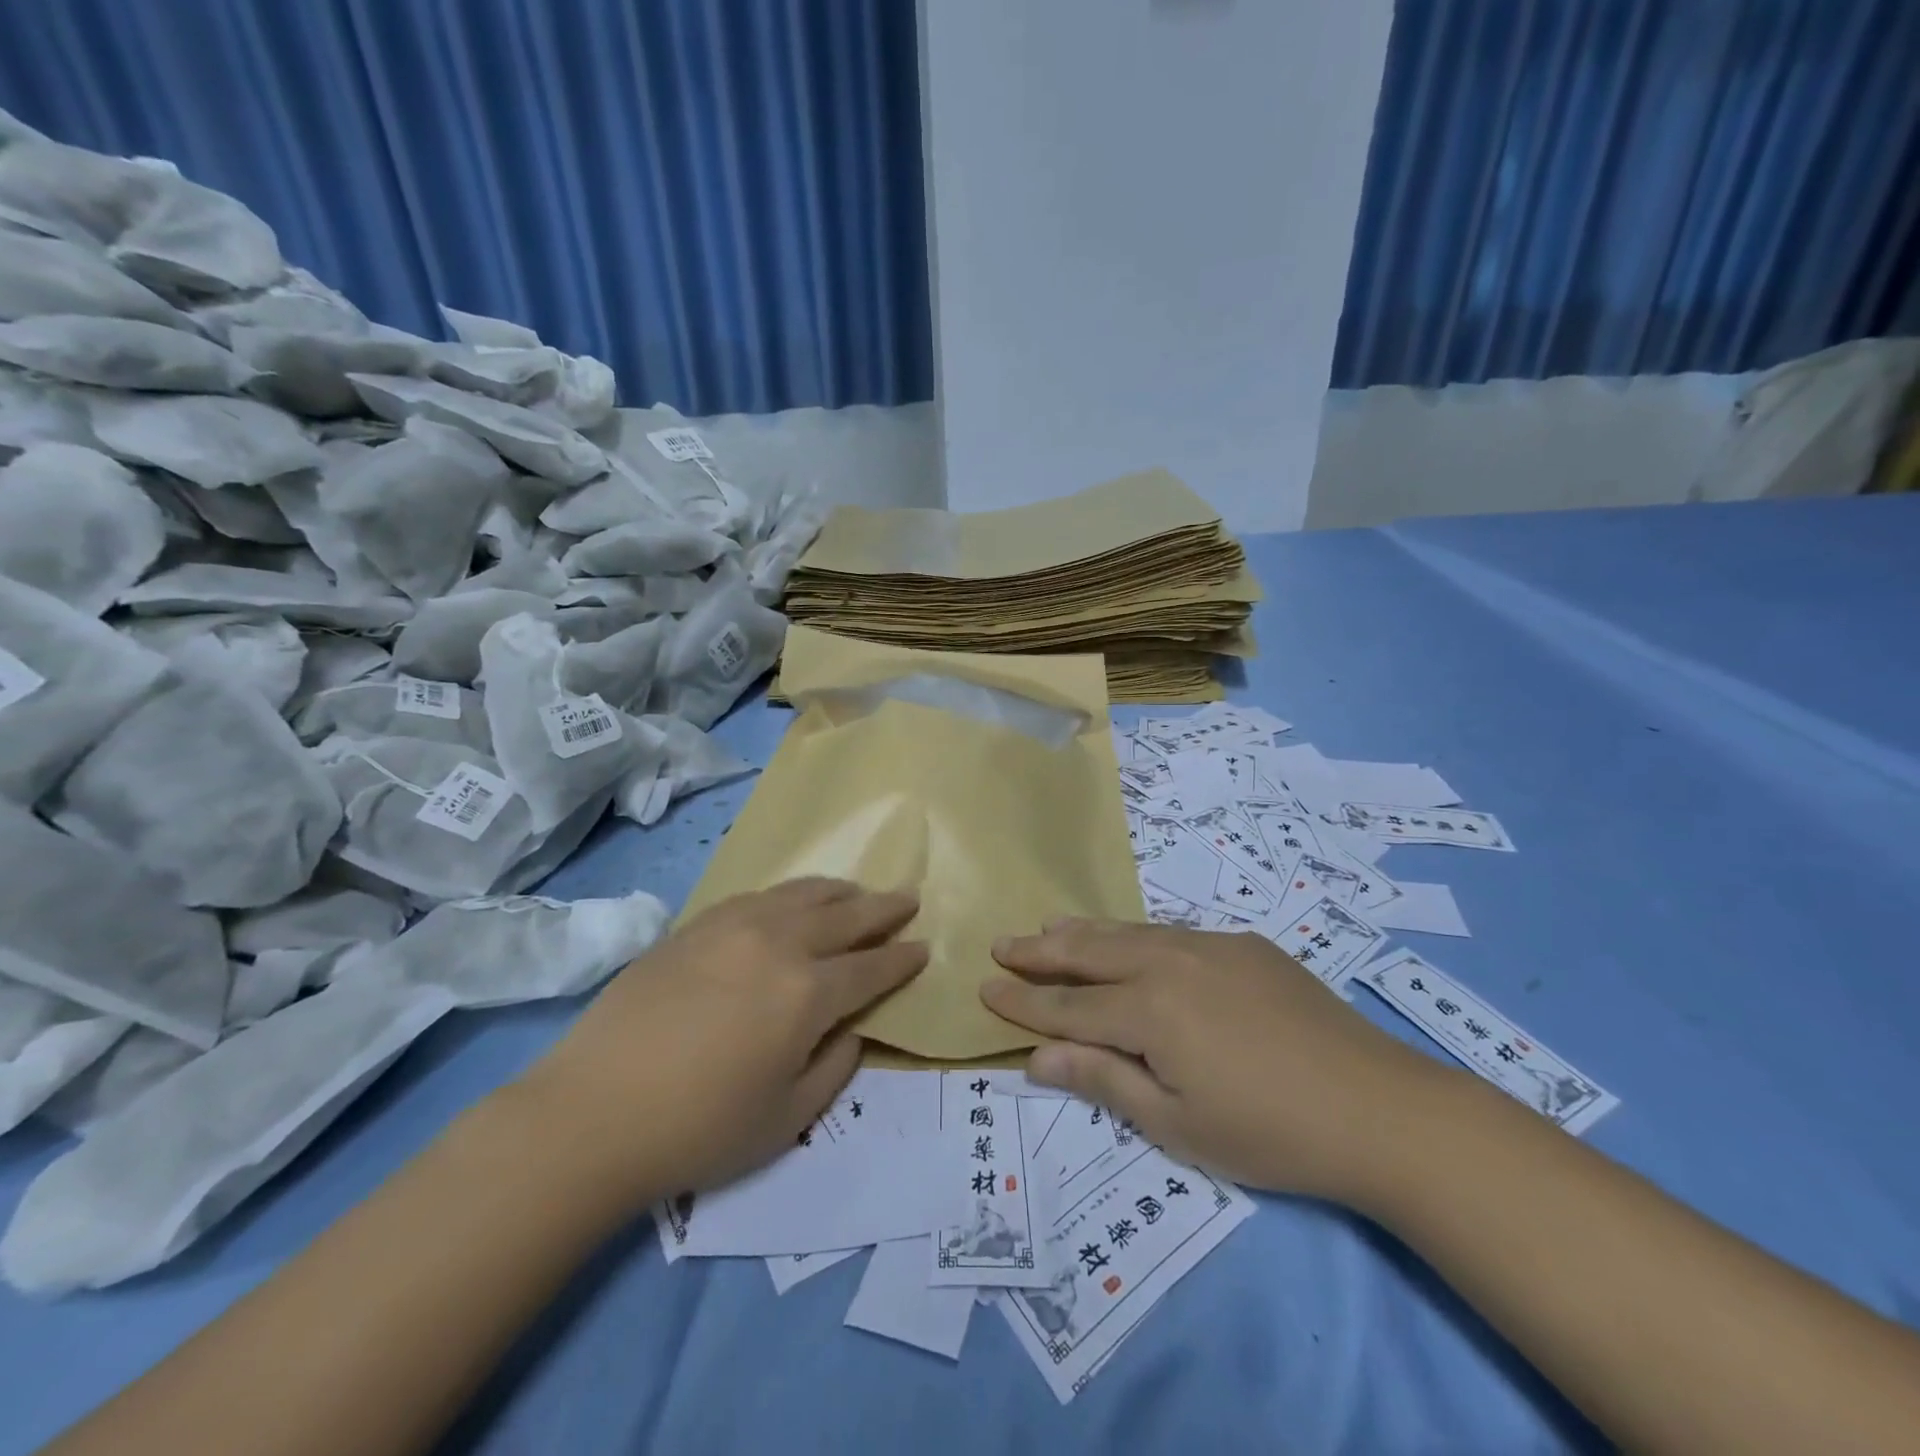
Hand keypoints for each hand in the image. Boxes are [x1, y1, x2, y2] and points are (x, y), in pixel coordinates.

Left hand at [509, 878, 925, 1208]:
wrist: (592, 1113)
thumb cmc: (699, 1128)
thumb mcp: (787, 1119)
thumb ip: (834, 1067)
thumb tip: (852, 1029)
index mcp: (808, 993)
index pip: (871, 968)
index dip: (902, 959)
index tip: (923, 948)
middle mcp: (779, 944)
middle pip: (845, 915)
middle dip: (883, 908)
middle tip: (908, 899)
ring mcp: (734, 926)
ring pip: (802, 893)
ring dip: (839, 891)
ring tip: (857, 892)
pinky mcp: (696, 925)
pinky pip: (758, 895)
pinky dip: (789, 894)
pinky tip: (792, 902)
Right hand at [982, 920, 1449, 1204]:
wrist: (1380, 1108)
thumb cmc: (1270, 1132)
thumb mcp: (1177, 1124)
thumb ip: (1103, 1080)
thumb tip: (1036, 1058)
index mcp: (1149, 1011)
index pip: (1068, 1007)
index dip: (1023, 1003)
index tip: (985, 989)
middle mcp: (1169, 963)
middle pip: (1089, 953)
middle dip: (1040, 952)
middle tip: (1002, 945)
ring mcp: (1208, 946)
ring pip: (1127, 931)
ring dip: (1082, 932)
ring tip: (1048, 925)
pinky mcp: (1242, 945)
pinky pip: (1169, 932)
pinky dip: (1132, 934)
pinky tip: (1125, 938)